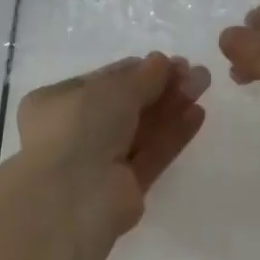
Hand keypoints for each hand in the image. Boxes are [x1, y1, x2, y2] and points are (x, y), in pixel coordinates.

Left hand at [15, 52, 211, 251]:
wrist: (72, 197)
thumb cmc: (80, 127)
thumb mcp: (112, 89)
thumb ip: (142, 76)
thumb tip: (162, 61)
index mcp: (56, 103)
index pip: (102, 82)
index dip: (137, 70)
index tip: (169, 61)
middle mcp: (75, 132)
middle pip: (125, 105)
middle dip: (160, 87)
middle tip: (195, 72)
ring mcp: (100, 162)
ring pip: (141, 129)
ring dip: (171, 106)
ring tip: (203, 84)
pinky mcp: (125, 188)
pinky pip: (151, 154)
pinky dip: (172, 134)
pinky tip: (197, 114)